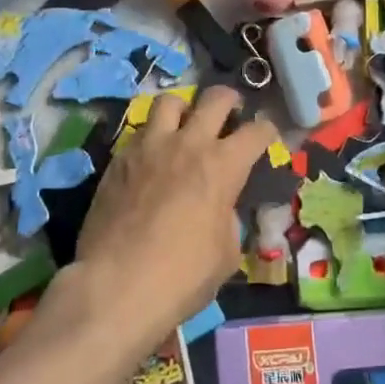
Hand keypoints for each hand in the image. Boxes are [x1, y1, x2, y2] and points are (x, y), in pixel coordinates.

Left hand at [70, 87, 278, 355]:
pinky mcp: (119, 158)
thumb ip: (228, 218)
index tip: (268, 135)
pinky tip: (152, 157)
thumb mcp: (226, 253)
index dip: (268, 130)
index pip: (257, 131)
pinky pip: (140, 131)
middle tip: (231, 111)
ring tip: (184, 123)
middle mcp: (189, 143)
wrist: (116, 285)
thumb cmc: (182, 276)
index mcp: (223, 165)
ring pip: (169, 101)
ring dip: (183, 108)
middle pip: (215, 98)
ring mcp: (150, 146)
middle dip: (230, 100)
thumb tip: (220, 208)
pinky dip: (152, 136)